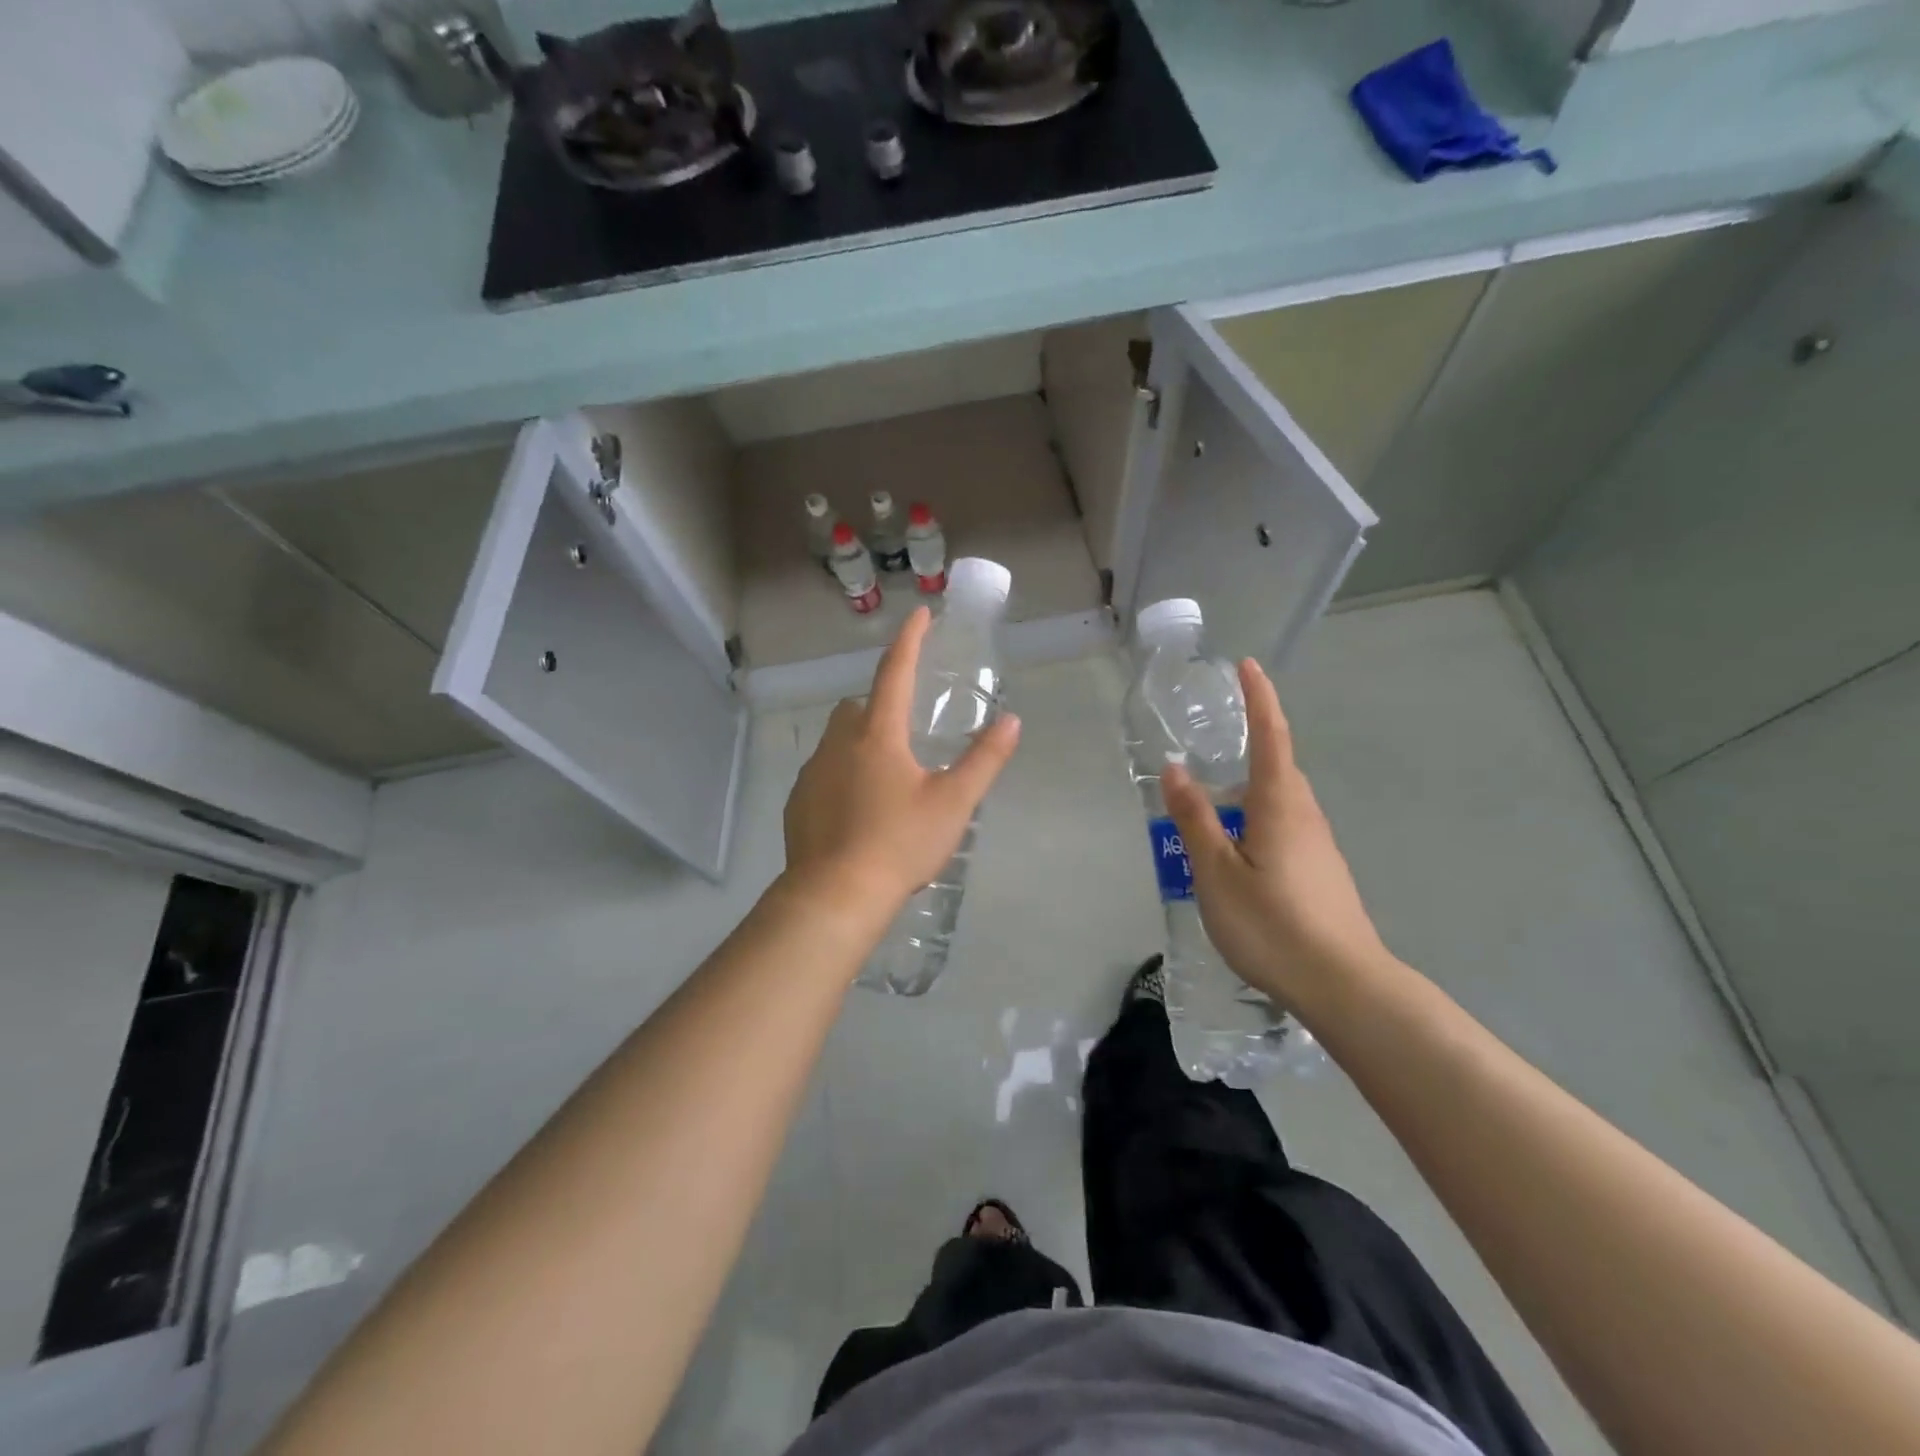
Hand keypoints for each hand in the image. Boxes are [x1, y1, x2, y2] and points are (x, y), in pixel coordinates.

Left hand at [782, 606, 1020, 918]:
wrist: (835, 896)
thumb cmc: (899, 843)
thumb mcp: (953, 803)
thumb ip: (984, 760)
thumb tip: (1011, 721)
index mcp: (878, 734)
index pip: (894, 672)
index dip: (909, 640)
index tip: (919, 614)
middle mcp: (838, 743)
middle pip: (859, 706)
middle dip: (881, 703)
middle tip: (907, 729)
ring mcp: (812, 772)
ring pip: (838, 739)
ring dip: (860, 741)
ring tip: (887, 775)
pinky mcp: (798, 802)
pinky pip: (823, 772)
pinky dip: (842, 775)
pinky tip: (858, 808)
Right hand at [1161, 658, 1386, 1007]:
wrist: (1344, 986)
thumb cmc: (1272, 924)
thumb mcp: (1216, 871)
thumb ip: (1194, 818)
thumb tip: (1175, 768)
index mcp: (1280, 804)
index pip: (1271, 736)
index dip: (1259, 698)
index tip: (1248, 665)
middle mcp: (1305, 815)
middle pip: (1278, 767)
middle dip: (1252, 745)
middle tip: (1214, 743)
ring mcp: (1318, 845)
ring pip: (1280, 801)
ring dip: (1249, 791)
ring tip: (1212, 807)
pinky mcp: (1320, 871)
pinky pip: (1284, 827)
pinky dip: (1257, 820)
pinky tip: (1236, 854)